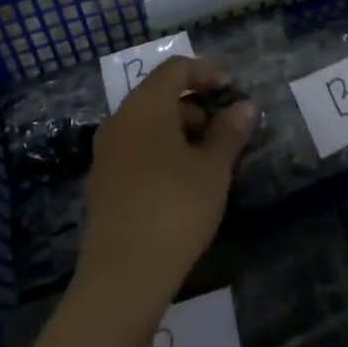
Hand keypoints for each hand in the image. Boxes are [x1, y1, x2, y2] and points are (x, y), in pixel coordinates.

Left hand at [77, 57, 258, 311]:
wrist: (121, 278)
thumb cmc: (174, 209)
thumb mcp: (213, 168)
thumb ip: (230, 131)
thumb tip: (246, 106)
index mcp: (144, 106)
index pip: (175, 68)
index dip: (206, 72)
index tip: (232, 92)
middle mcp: (119, 121)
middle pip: (160, 96)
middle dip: (196, 107)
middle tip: (226, 134)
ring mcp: (106, 154)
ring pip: (148, 126)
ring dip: (180, 133)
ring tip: (210, 165)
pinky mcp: (102, 185)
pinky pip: (136, 151)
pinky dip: (162, 154)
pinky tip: (183, 186)